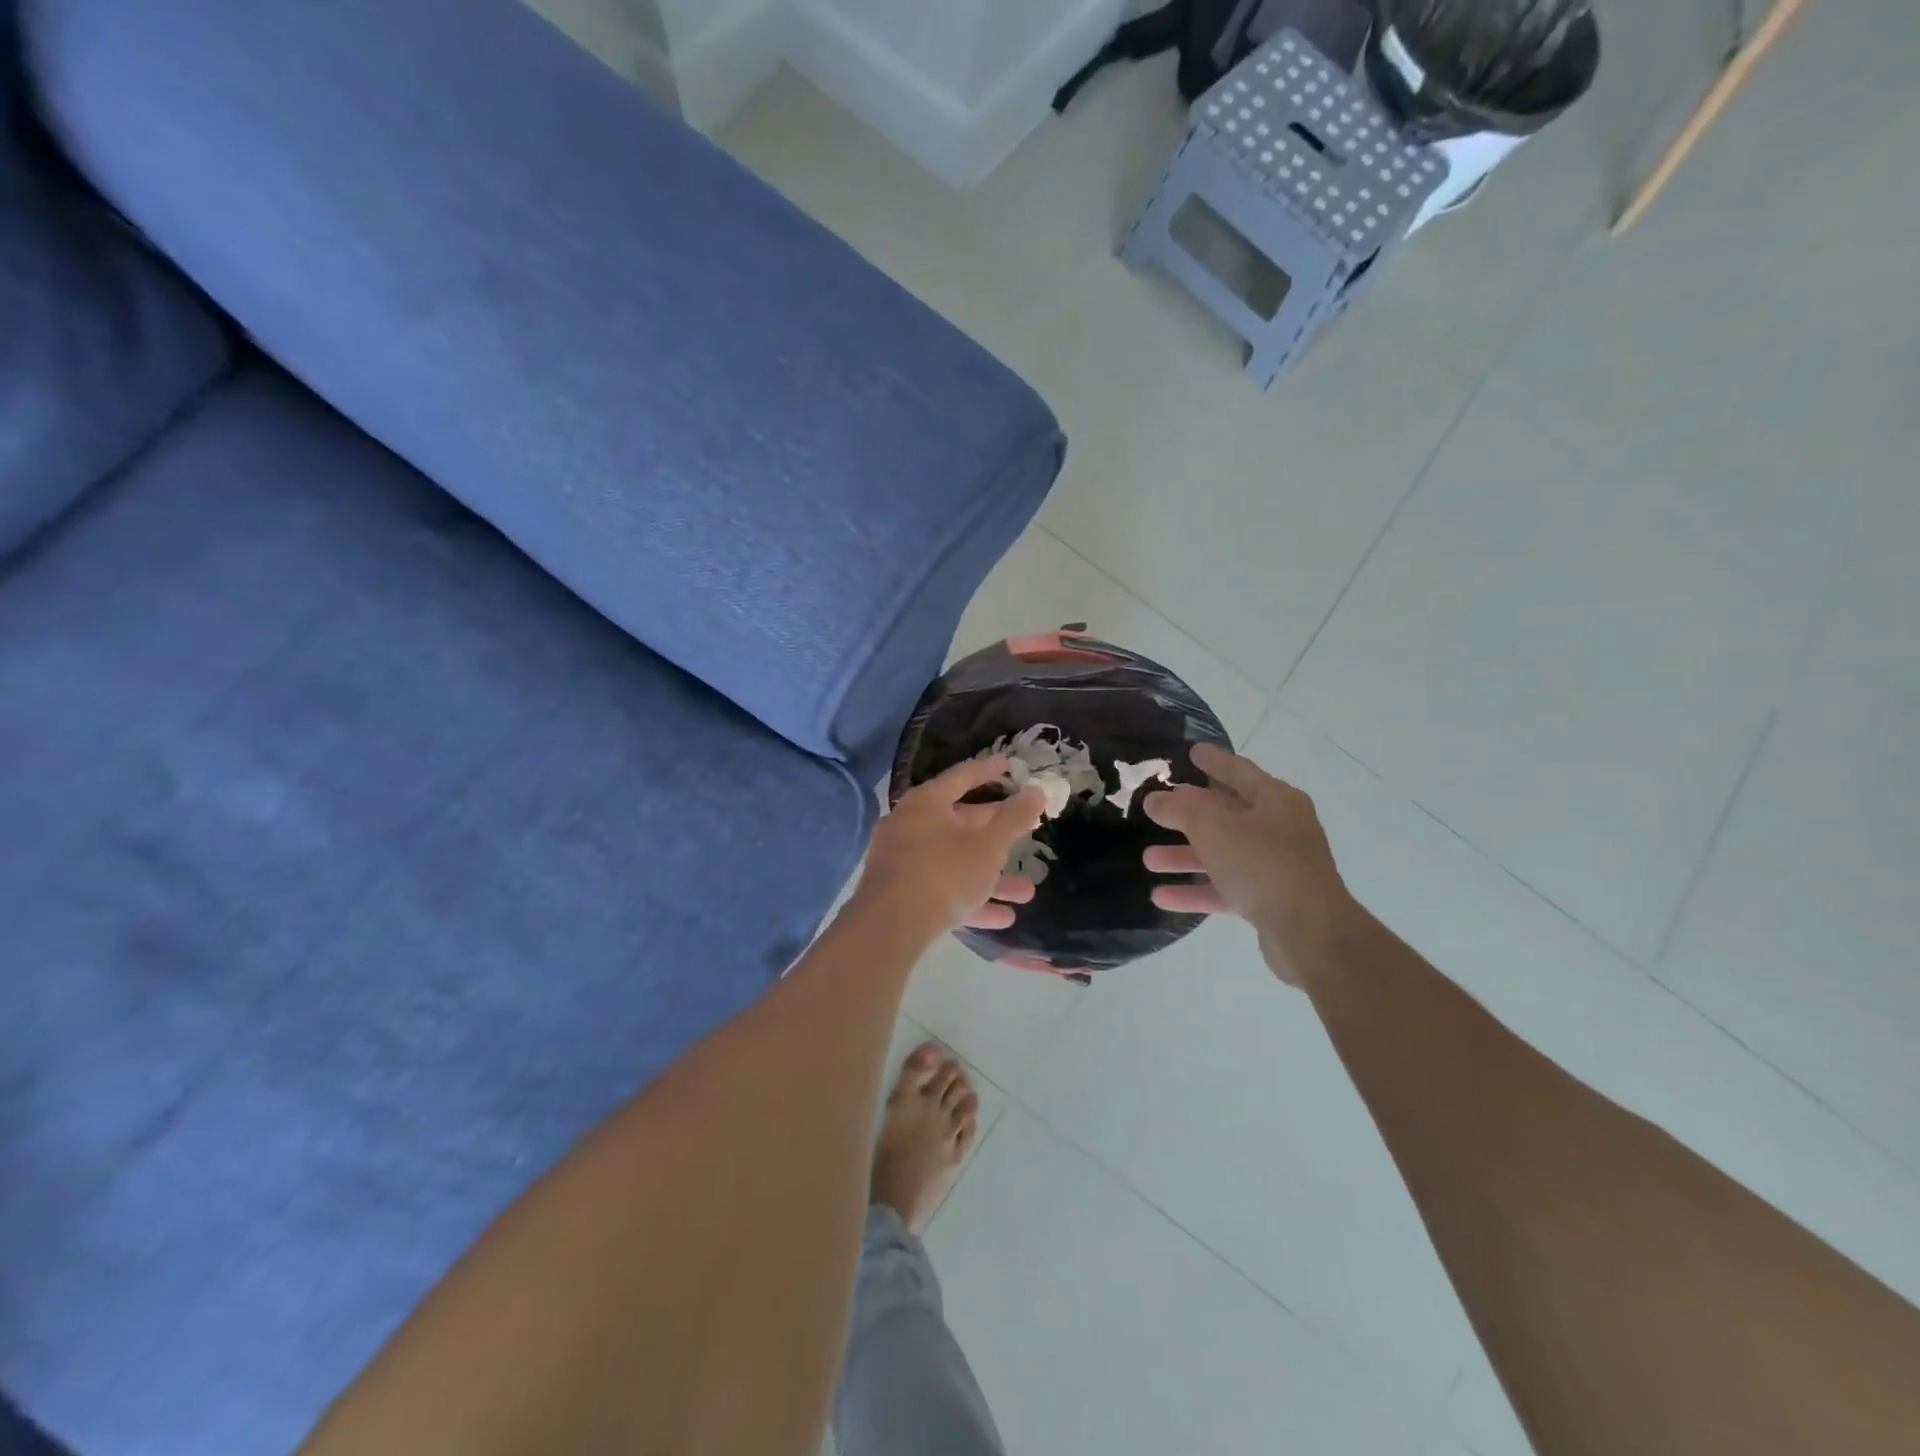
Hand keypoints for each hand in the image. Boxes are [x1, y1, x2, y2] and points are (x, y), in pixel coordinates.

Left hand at [860, 757, 1044, 934]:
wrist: (889, 927)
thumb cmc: (944, 873)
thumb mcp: (989, 845)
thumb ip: (1015, 818)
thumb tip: (1036, 791)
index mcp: (926, 803)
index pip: (962, 777)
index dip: (988, 770)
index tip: (1009, 765)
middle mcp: (909, 826)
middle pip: (959, 822)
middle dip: (997, 834)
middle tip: (1025, 830)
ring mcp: (902, 862)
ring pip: (955, 863)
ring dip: (992, 877)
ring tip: (1027, 892)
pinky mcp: (901, 894)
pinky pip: (943, 890)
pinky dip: (972, 899)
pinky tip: (1004, 917)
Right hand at [1141, 743, 1355, 985]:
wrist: (1310, 933)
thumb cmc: (1263, 865)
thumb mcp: (1213, 828)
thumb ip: (1179, 810)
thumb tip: (1154, 800)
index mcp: (1276, 800)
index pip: (1239, 770)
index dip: (1214, 760)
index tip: (1192, 751)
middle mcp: (1279, 829)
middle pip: (1227, 814)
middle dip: (1189, 814)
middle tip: (1158, 808)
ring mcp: (1276, 866)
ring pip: (1222, 854)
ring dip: (1185, 856)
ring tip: (1148, 859)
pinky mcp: (1269, 901)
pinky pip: (1225, 888)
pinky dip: (1196, 890)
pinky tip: (1161, 896)